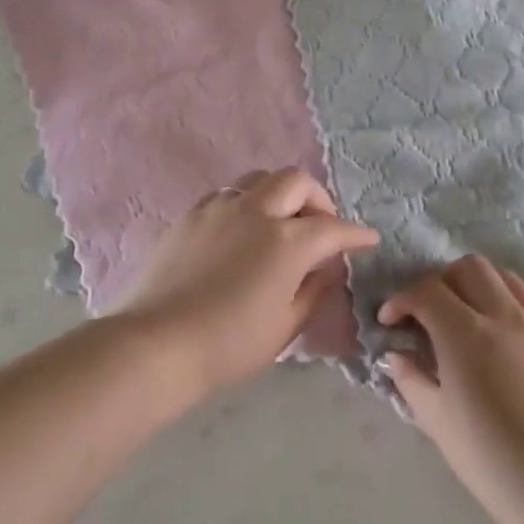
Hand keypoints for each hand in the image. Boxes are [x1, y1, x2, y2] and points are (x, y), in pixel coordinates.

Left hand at [114, 168, 377, 392]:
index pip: (333, 228)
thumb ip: (312, 291)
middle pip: (296, 182)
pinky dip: (246, 203)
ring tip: (281, 222)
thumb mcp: (285, 326)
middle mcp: (256, 212)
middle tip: (321, 226)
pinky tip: (242, 230)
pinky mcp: (191, 215)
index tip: (367, 240)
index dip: (355, 234)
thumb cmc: (229, 345)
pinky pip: (228, 194)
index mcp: (287, 241)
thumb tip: (324, 269)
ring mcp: (220, 209)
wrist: (157, 344)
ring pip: (259, 179)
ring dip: (279, 194)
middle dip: (318, 199)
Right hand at [379, 256, 523, 514]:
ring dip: (480, 286)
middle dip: (441, 281)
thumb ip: (410, 378)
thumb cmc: (488, 458)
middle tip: (430, 312)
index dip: (401, 300)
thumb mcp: (435, 420)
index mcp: (465, 332)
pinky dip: (518, 305)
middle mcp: (505, 315)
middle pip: (469, 268)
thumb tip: (396, 354)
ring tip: (470, 315)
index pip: (426, 291)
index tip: (390, 321)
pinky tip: (511, 330)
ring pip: (507, 278)